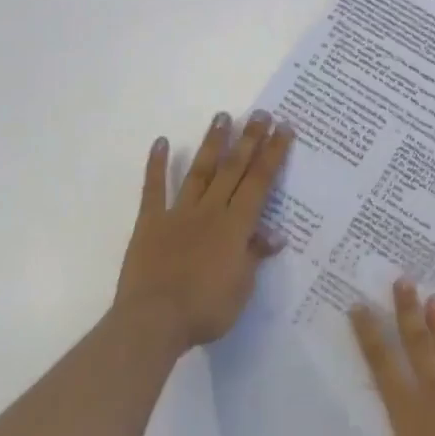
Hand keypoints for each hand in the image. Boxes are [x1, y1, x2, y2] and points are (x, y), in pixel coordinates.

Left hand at [113, 111, 290, 352]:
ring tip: (223, 116)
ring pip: (201, 171)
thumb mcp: (242, 288)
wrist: (153, 322)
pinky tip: (161, 141)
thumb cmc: (205, 310)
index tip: (284, 128)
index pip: (260, 182)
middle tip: (260, 113)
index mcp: (236, 225)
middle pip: (234, 168)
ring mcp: (179, 213)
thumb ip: (255, 256)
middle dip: (250, 139)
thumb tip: (275, 235)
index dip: (274, 153)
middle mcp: (211, 210)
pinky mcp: (150, 222)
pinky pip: (154, 189)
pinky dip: (156, 165)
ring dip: (213, 143)